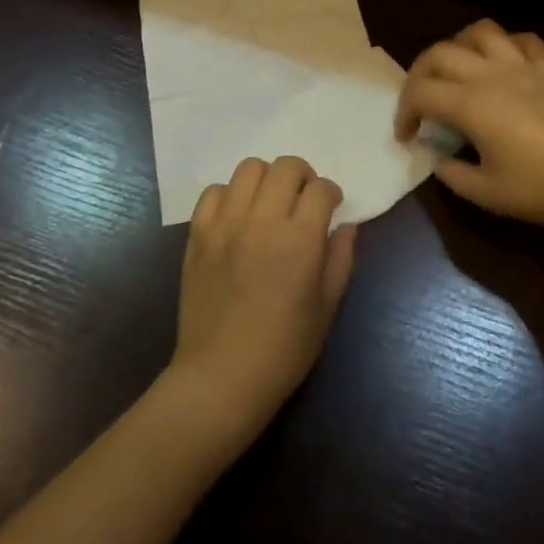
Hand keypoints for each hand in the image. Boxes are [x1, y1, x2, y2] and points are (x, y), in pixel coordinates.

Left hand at [168, 156, 357, 443]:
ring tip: (270, 203)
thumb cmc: (284, 349)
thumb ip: (340, 258)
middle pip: (285, 166)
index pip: (320, 188)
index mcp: (299, 239)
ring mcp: (224, 224)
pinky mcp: (197, 235)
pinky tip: (238, 217)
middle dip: (302, 176)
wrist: (221, 376)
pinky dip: (230, 195)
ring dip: (267, 179)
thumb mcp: (327, 307)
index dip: (331, 193)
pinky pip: (213, 191)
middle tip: (303, 200)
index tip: (332, 207)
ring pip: (248, 169)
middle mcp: (261, 221)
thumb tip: (346, 225)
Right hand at [395, 19, 543, 226]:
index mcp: (471, 104)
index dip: (403, 112)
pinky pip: (523, 41)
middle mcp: (491, 75)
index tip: (407, 137)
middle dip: (419, 74)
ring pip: (480, 33)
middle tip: (420, 102)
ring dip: (458, 46)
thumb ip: (454, 176)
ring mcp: (524, 67)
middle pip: (440, 53)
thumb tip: (441, 162)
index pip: (420, 93)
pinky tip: (503, 64)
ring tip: (457, 71)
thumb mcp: (489, 194)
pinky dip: (505, 45)